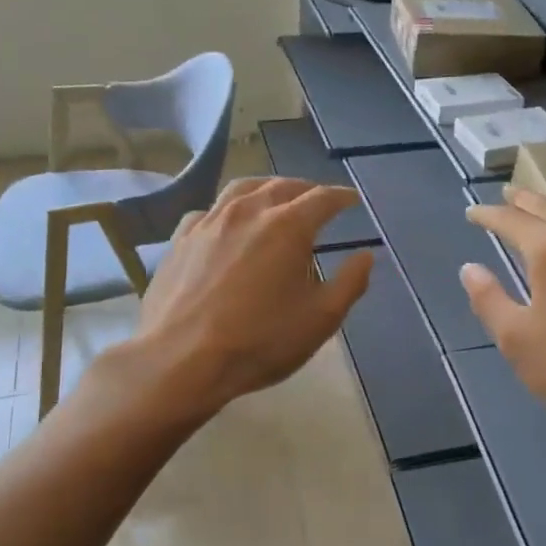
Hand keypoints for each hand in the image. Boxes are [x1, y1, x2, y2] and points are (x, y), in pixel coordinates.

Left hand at [130, 177, 372, 414]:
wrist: (182, 359)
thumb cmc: (260, 340)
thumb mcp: (321, 319)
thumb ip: (350, 283)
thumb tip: (365, 256)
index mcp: (288, 226)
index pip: (322, 198)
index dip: (341, 197)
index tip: (352, 200)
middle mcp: (248, 211)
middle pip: (282, 186)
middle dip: (306, 190)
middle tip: (317, 201)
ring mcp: (209, 221)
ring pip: (242, 188)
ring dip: (266, 189)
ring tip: (275, 199)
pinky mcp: (180, 239)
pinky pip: (209, 211)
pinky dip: (228, 210)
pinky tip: (227, 225)